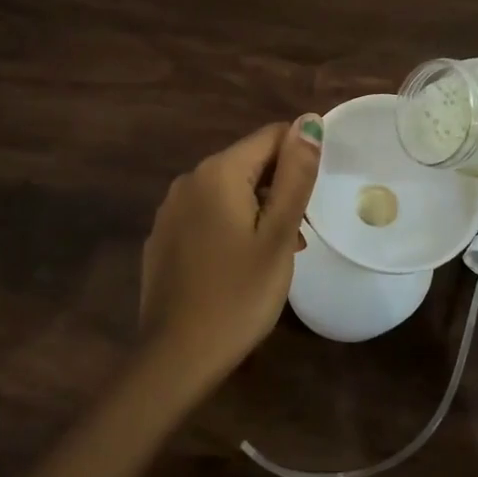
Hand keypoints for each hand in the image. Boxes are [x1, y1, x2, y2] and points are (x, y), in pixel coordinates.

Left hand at [137, 116, 323, 388]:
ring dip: (257, 211)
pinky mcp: (162, 237)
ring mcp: (170, 210)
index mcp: (217, 172)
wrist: (178, 355)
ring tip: (277, 254)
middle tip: (299, 235)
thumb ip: (295, 175)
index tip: (314, 197)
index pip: (270, 137)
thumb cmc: (239, 295)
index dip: (300, 158)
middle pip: (247, 164)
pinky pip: (205, 216)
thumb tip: (309, 121)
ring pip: (226, 193)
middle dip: (278, 188)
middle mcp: (187, 180)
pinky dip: (230, 227)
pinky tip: (240, 265)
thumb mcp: (278, 235)